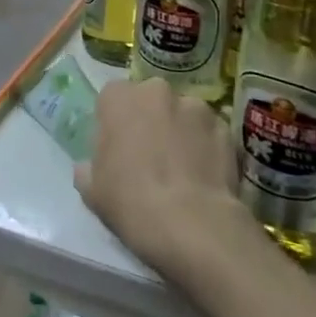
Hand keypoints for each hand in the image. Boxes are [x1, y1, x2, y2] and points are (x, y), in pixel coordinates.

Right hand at [76, 78, 250, 282]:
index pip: (111, 97)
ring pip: (183, 114)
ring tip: (183, 167)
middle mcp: (157, 91)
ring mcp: (196, 107)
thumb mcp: (91, 189)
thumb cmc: (131, 201)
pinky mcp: (226, 129)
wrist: (192, 225)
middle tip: (149, 154)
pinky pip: (210, 133)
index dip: (114, 121)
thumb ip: (88, 166)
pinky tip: (204, 175)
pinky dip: (206, 147)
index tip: (117, 146)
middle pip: (150, 100)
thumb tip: (91, 166)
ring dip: (180, 131)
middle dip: (149, 120)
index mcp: (119, 97)